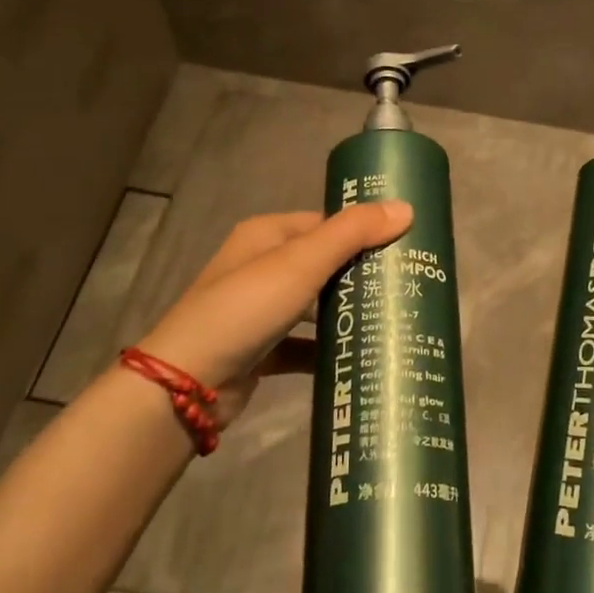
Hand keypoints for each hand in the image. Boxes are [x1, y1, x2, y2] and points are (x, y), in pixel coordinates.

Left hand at [140, 202, 411, 425]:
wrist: (187, 383)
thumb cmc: (246, 307)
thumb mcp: (302, 263)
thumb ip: (353, 233)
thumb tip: (406, 208)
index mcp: (266, 235)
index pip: (325, 223)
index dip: (362, 230)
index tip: (404, 245)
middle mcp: (261, 266)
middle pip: (322, 263)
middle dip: (360, 273)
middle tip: (406, 285)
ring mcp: (258, 310)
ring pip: (313, 304)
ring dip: (345, 311)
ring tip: (392, 318)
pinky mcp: (260, 349)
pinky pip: (302, 344)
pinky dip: (326, 348)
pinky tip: (358, 356)